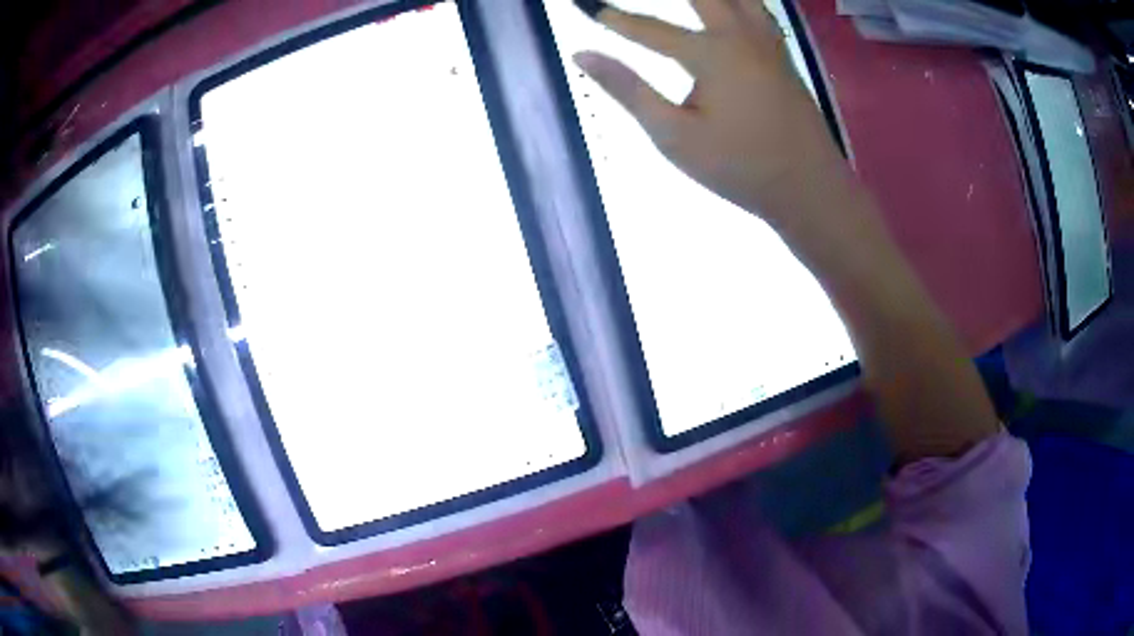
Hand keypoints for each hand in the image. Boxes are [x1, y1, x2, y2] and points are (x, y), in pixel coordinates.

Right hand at [574, 0, 846, 228]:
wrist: (810, 188)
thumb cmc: (740, 168)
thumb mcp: (674, 136)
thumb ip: (628, 90)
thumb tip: (583, 55)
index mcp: (712, 53)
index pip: (652, 28)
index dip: (617, 19)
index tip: (590, 8)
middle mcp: (742, 36)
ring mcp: (768, 43)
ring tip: (692, 1)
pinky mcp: (782, 56)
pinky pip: (758, 10)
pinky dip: (740, 1)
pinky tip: (732, 5)